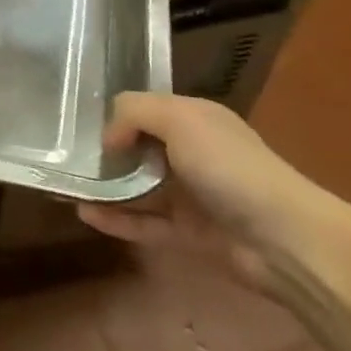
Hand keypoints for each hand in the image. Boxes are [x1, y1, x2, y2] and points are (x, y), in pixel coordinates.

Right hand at [77, 91, 327, 289]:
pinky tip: (85, 214)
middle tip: (66, 157)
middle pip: (140, 149)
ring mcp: (192, 197)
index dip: (115, 115)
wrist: (285, 240)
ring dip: (106, 188)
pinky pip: (145, 224)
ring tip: (65, 186)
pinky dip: (116, 219)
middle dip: (105, 152)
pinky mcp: (190, 235)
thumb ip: (133, 113)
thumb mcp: (179, 118)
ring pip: (139, 188)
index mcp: (196, 120)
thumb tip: (109, 139)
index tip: (80, 125)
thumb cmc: (230, 167)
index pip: (146, 110)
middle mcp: (193, 154)